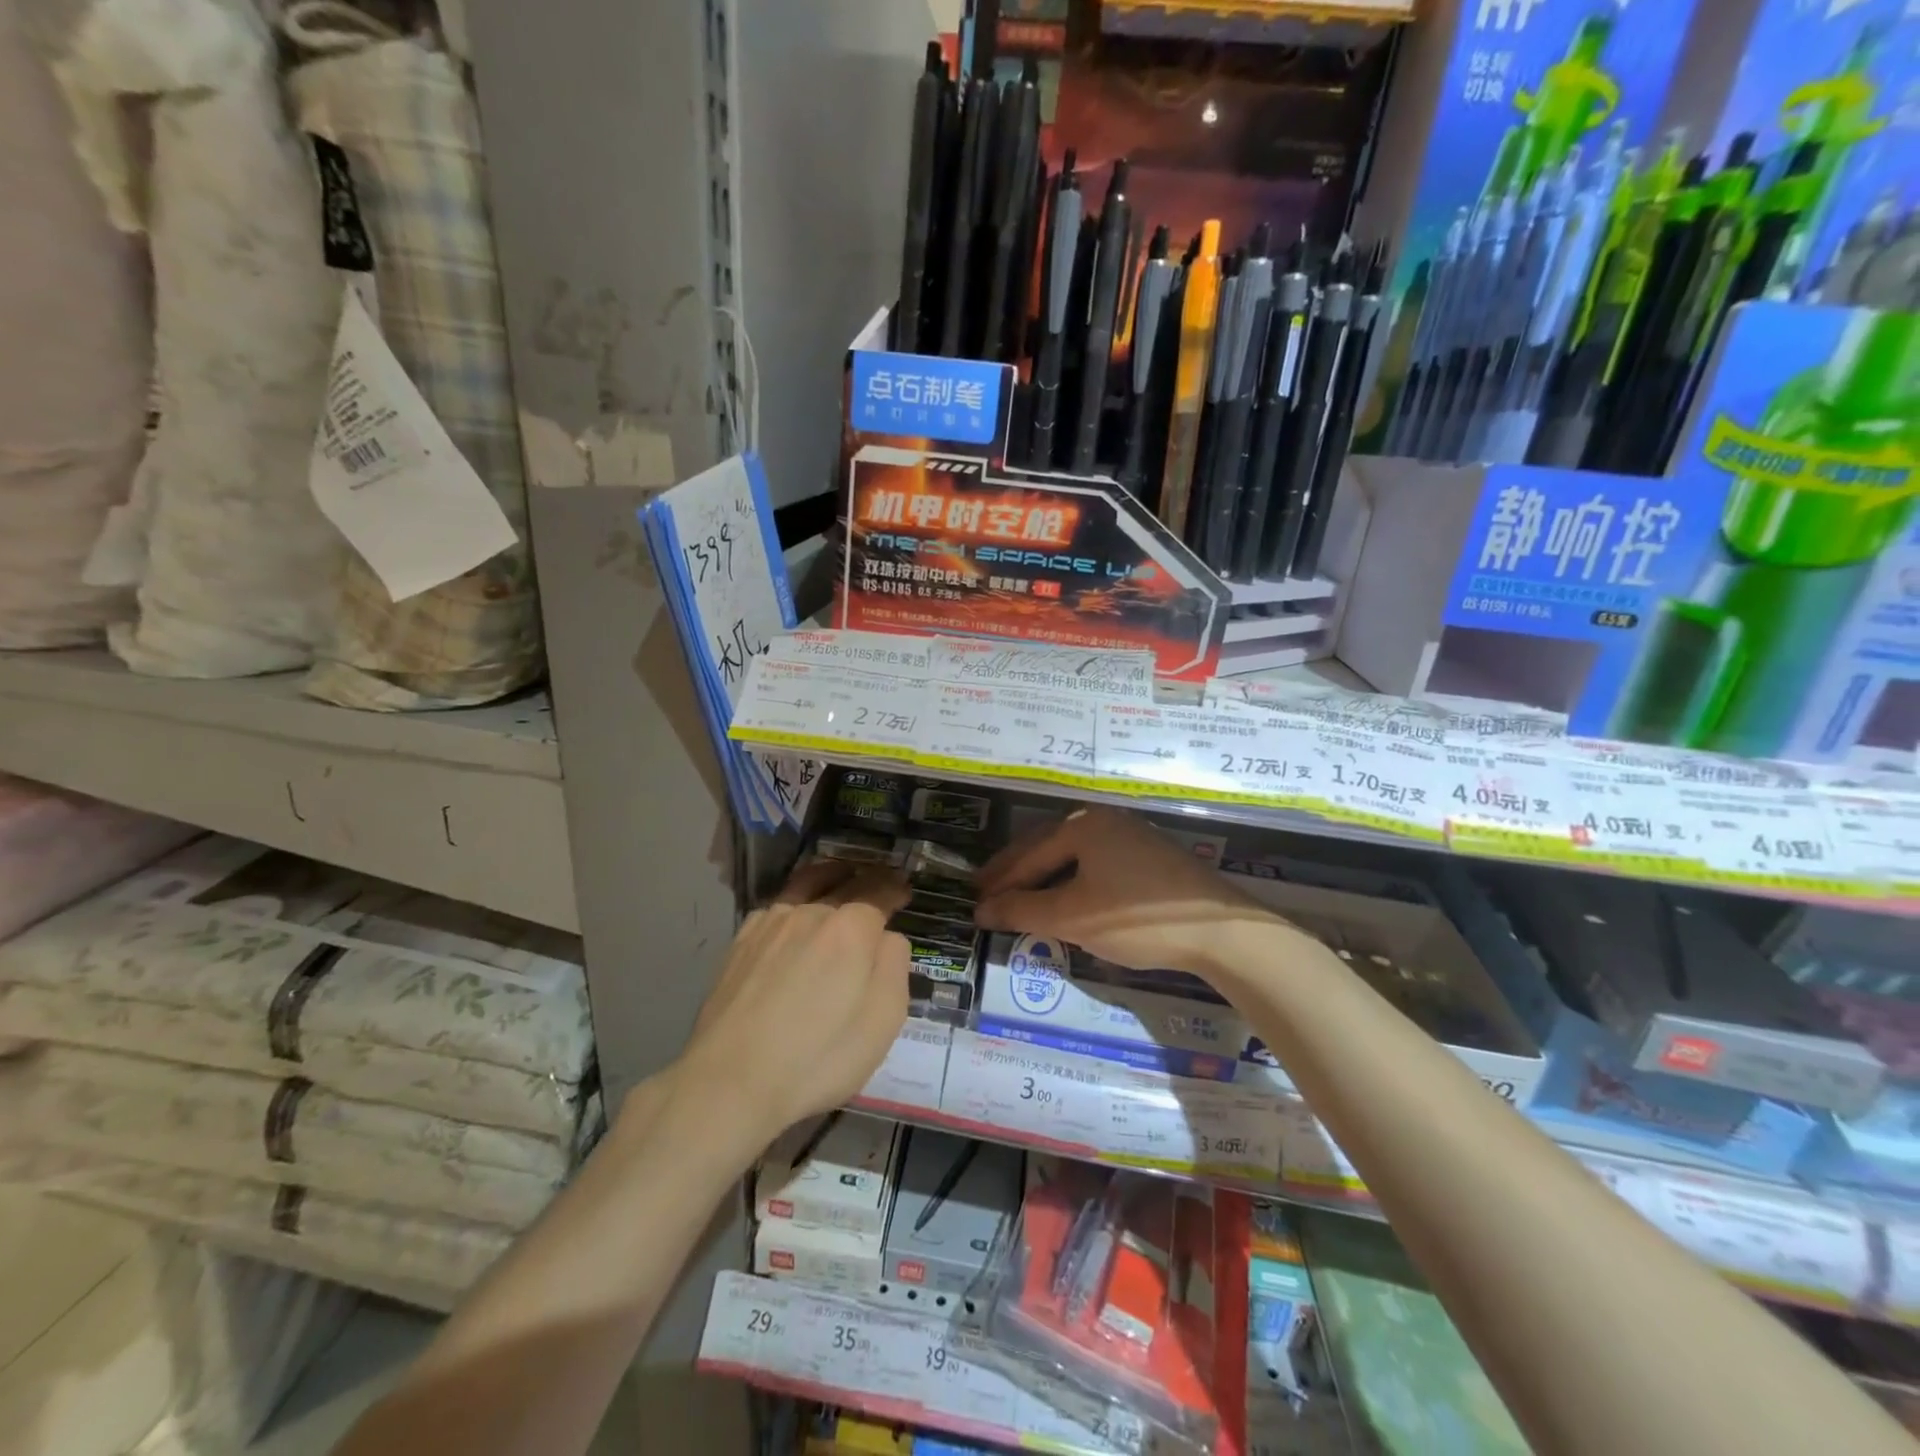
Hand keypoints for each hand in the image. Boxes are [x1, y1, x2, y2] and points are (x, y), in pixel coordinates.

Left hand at [674, 859, 910, 1150]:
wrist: (731, 1080)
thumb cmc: (819, 1056)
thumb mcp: (883, 1020)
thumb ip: (894, 966)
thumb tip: (887, 937)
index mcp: (852, 928)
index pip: (879, 891)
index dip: (895, 888)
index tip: (904, 890)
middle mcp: (811, 913)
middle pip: (845, 882)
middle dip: (868, 878)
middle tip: (879, 881)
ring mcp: (771, 924)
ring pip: (806, 883)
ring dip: (830, 875)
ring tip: (839, 875)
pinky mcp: (741, 942)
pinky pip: (776, 905)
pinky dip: (795, 897)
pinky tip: (793, 911)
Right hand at [974, 806, 1280, 977]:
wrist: (1222, 931)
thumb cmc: (1138, 917)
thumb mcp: (1073, 917)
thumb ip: (1023, 911)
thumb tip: (981, 910)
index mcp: (1083, 826)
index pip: (1029, 854)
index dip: (998, 881)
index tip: (972, 899)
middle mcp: (1104, 821)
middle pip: (1047, 846)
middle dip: (1016, 872)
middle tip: (985, 891)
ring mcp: (1131, 836)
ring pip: (1073, 856)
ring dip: (1043, 876)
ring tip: (1019, 895)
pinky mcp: (1150, 858)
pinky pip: (1095, 863)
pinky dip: (1071, 880)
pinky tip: (1066, 896)